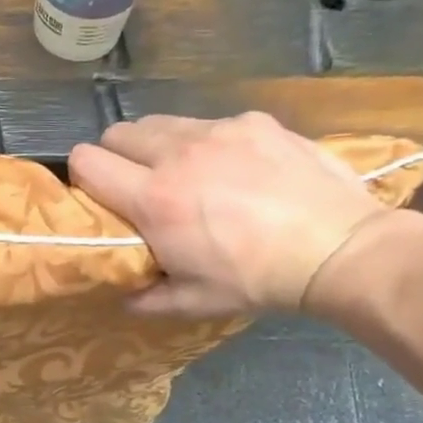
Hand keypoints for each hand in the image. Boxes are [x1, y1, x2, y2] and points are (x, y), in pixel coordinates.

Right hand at [68, 111, 393, 315]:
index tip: (98, 195)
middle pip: (118, 132)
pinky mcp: (254, 121)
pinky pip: (211, 124)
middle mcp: (178, 154)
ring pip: (162, 123)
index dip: (83, 175)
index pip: (88, 161)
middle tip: (138, 184)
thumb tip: (124, 295)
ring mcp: (219, 131)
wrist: (339, 248)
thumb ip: (147, 298)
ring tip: (185, 172)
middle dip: (116, 156)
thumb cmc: (257, 280)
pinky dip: (208, 143)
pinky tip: (236, 169)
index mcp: (155, 199)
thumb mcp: (195, 302)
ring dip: (158, 146)